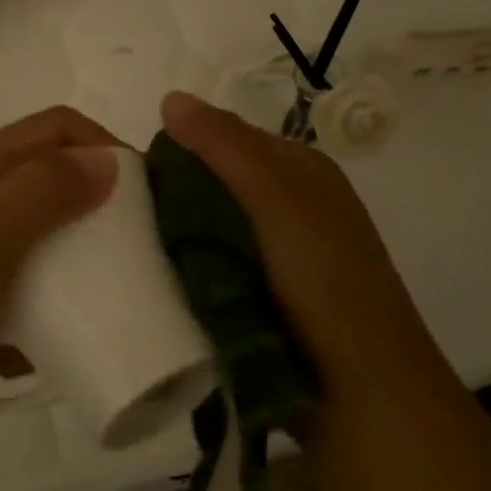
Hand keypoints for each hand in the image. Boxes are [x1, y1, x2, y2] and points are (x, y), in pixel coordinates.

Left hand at [0, 107, 120, 431]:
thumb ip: (47, 189)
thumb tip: (110, 161)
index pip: (58, 128)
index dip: (103, 145)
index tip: (144, 191)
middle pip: (55, 184)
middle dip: (95, 214)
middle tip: (133, 253)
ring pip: (44, 244)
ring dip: (69, 275)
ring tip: (89, 308)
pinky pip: (22, 294)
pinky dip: (35, 318)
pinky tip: (31, 351)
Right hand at [160, 90, 436, 387]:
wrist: (363, 393)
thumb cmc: (325, 281)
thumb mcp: (278, 199)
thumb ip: (226, 146)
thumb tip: (169, 97)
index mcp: (299, 170)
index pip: (223, 137)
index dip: (179, 149)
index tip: (133, 177)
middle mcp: (288, 203)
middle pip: (212, 183)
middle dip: (172, 196)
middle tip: (126, 219)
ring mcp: (276, 253)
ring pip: (207, 226)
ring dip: (175, 236)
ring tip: (132, 250)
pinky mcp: (260, 295)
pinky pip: (210, 265)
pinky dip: (186, 268)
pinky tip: (158, 280)